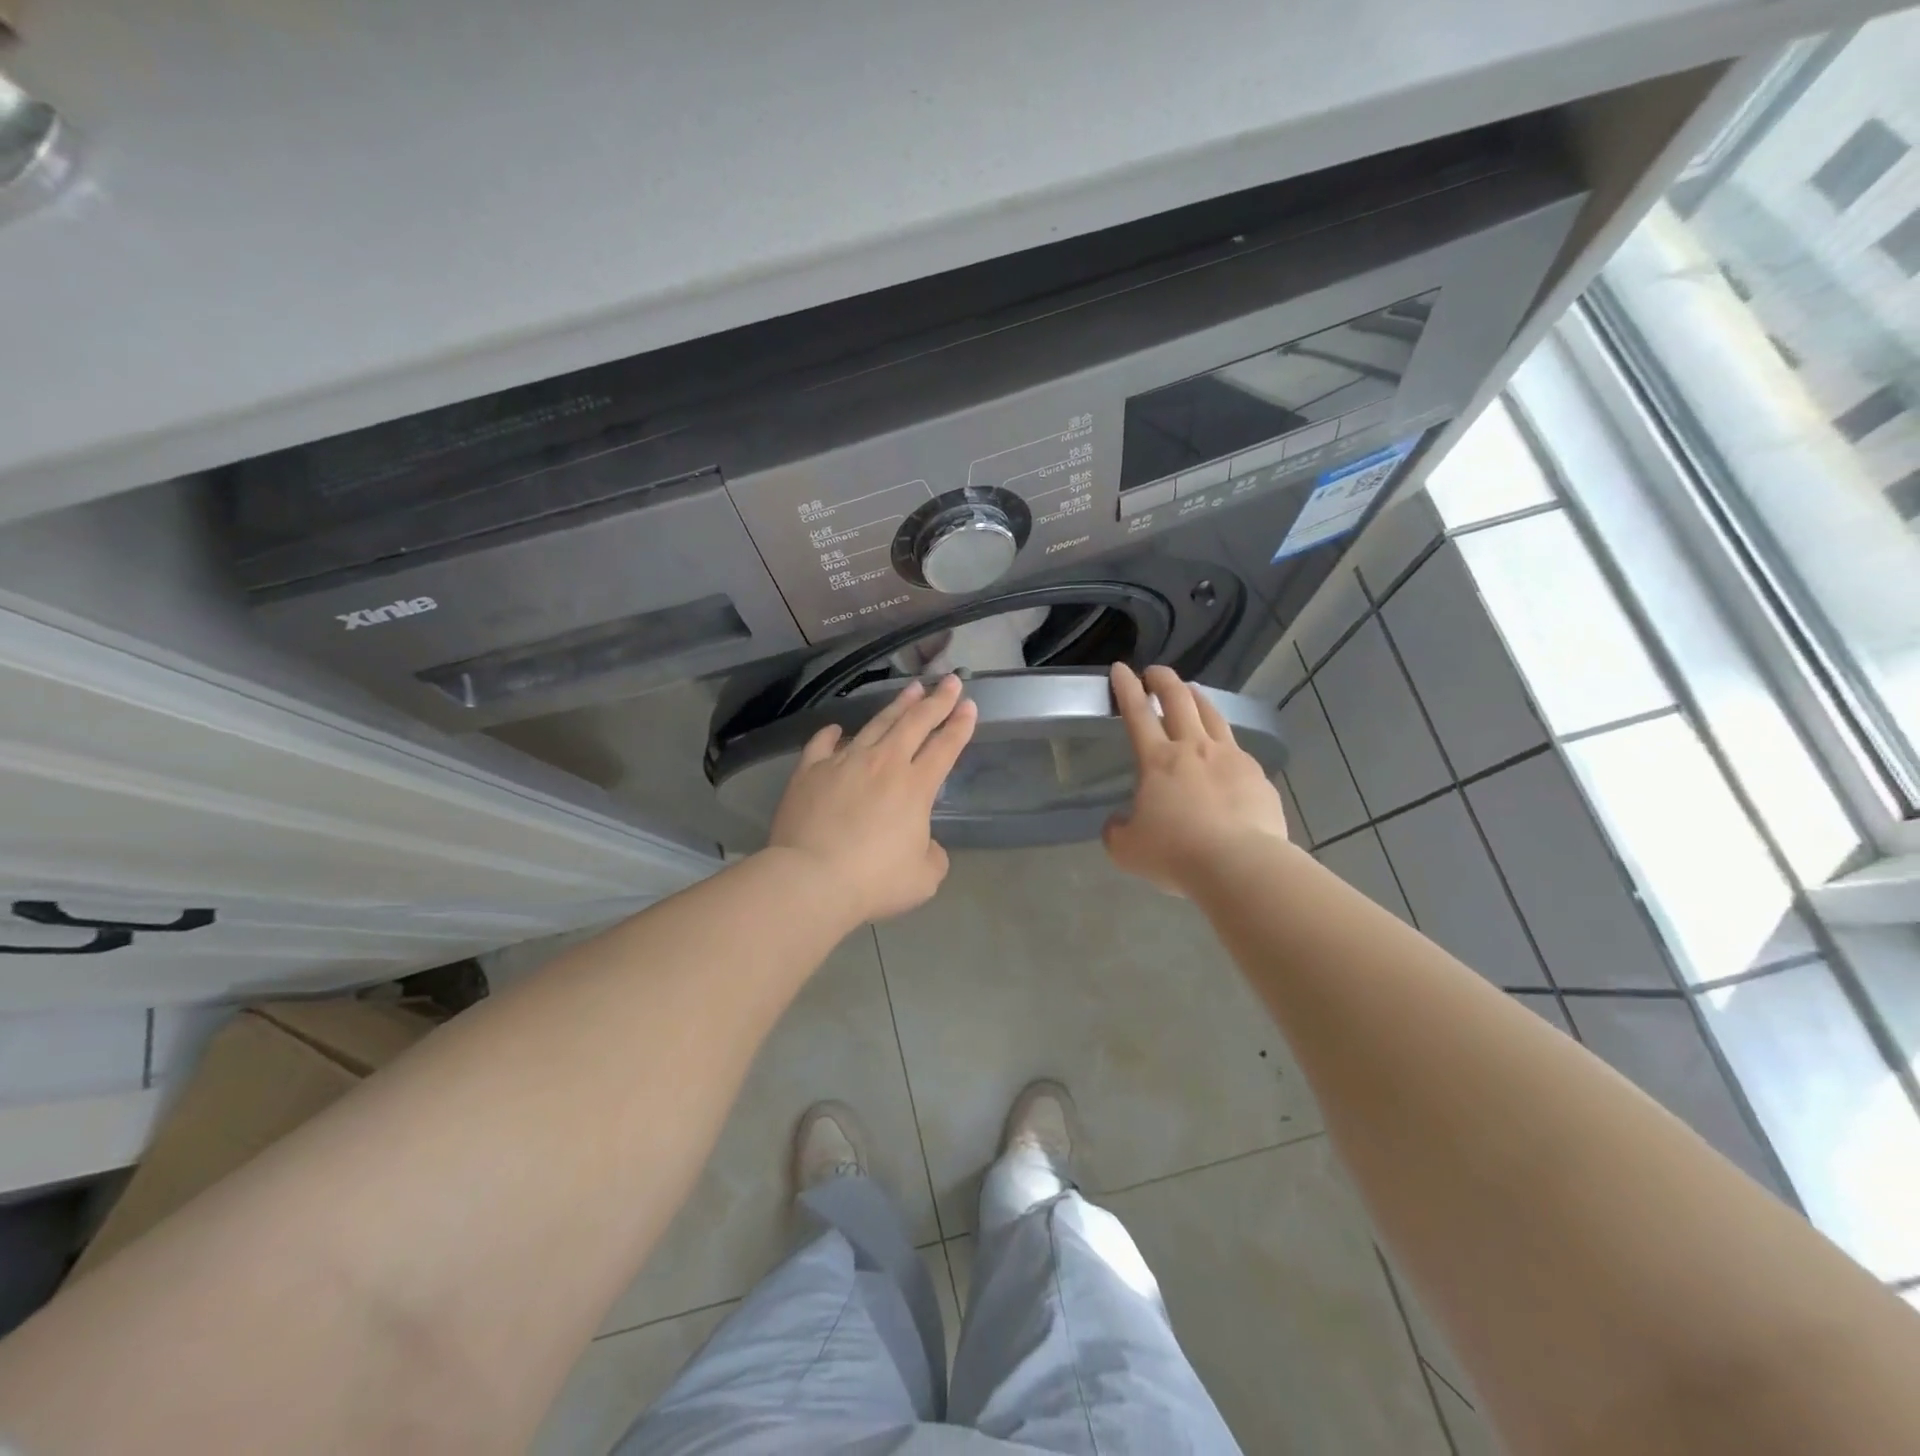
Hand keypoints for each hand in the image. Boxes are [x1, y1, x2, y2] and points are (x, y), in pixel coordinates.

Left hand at [766, 675, 978, 921]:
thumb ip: (933, 855)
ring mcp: (844, 762)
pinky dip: (832, 734)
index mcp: (915, 787)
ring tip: (911, 689)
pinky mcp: (809, 771)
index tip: (970, 705)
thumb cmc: (874, 881)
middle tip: (950, 680)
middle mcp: (883, 764)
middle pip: (915, 723)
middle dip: (937, 700)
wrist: (811, 879)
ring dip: (897, 706)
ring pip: (876, 724)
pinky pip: (822, 745)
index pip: (945, 747)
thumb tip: (924, 844)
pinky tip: (837, 728)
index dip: (960, 725)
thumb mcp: (923, 878)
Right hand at [1103, 662, 1290, 895]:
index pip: (1137, 713)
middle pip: (1179, 701)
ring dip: (1198, 699)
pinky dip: (1225, 743)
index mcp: (1158, 760)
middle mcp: (1194, 749)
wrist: (1240, 865)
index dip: (1126, 688)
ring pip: (1213, 716)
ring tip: (1192, 693)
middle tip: (1156, 672)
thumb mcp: (1127, 850)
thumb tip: (1118, 822)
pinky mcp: (1258, 777)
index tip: (1121, 669)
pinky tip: (1225, 754)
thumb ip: (1117, 830)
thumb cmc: (1176, 854)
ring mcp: (1231, 759)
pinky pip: (1238, 750)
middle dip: (1164, 680)